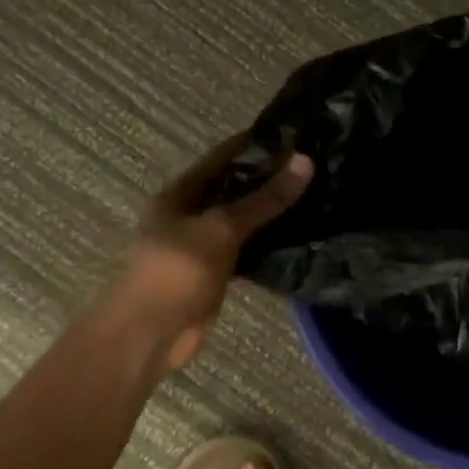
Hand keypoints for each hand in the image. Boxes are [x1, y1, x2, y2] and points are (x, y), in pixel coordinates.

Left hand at [110, 135, 313, 373]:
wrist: (150, 335)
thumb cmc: (177, 270)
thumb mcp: (223, 228)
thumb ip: (265, 198)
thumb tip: (306, 161)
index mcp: (181, 193)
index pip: (224, 156)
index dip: (256, 143)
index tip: (296, 133)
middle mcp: (191, 214)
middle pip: (236, 188)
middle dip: (271, 178)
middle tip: (317, 166)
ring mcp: (203, 246)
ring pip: (245, 221)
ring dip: (273, 213)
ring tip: (318, 196)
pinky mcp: (217, 274)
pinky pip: (249, 251)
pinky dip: (271, 244)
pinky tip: (302, 237)